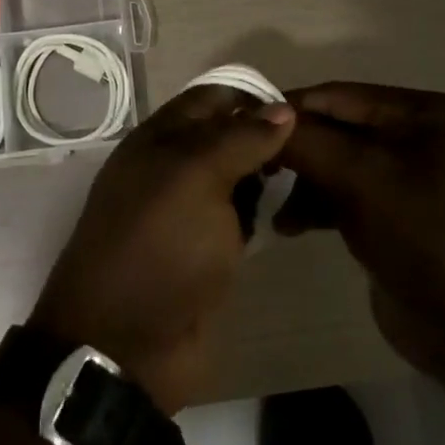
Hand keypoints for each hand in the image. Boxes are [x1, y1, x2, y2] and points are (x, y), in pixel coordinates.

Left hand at [30, 86, 295, 412]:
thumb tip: (283, 109)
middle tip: (318, 147)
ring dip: (267, 174)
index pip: (209, 100)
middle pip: (225, 137)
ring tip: (315, 174)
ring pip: (236, 177)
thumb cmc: (157, 248)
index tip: (301, 110)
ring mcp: (189, 213)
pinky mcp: (206, 251)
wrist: (126, 346)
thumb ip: (238, 138)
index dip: (251, 98)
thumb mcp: (194, 178)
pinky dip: (263, 210)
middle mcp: (171, 169)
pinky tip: (294, 210)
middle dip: (266, 136)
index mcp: (158, 141)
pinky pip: (239, 216)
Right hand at [274, 83, 444, 373]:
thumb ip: (308, 142)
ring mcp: (403, 176)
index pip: (338, 96)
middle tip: (253, 172)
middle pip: (334, 129)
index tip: (239, 127)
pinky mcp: (390, 212)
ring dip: (302, 185)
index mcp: (421, 113)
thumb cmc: (424, 238)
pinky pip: (342, 194)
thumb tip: (260, 115)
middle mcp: (414, 135)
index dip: (289, 110)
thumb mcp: (363, 180)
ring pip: (332, 164)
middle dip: (295, 152)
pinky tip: (291, 227)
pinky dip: (315, 206)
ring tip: (278, 214)